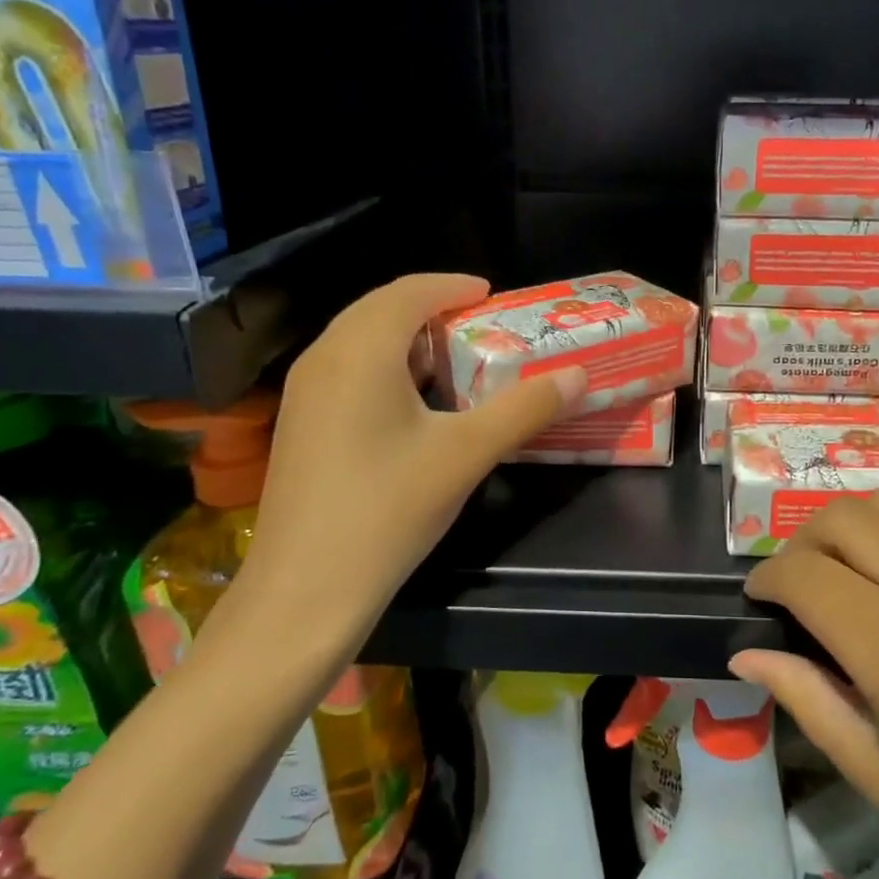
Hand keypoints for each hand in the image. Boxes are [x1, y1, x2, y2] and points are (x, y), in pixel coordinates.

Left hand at [236, 274, 585, 645]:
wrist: (305, 591)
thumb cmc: (388, 509)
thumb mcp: (467, 454)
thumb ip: (525, 409)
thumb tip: (578, 376)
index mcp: (361, 350)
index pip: (409, 292)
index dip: (453, 286)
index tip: (492, 295)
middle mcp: (323, 358)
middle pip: (380, 310)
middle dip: (431, 308)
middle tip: (480, 324)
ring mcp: (304, 394)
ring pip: (360, 342)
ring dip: (407, 340)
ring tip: (455, 360)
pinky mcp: (300, 426)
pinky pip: (347, 372)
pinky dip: (385, 369)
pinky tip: (415, 405)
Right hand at [732, 489, 878, 878]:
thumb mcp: (870, 769)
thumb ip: (802, 694)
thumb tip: (746, 652)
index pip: (805, 573)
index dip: (768, 578)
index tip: (760, 597)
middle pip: (848, 516)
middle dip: (806, 540)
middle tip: (801, 581)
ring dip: (860, 526)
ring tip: (853, 569)